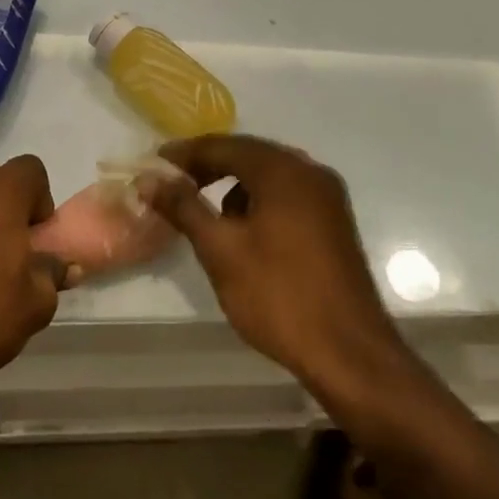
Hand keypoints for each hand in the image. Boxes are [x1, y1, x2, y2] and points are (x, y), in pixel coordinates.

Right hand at [145, 135, 401, 389]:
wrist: (349, 353)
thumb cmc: (278, 295)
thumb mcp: (220, 250)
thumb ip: (184, 207)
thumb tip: (149, 179)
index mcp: (283, 171)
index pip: (224, 146)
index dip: (185, 154)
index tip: (153, 165)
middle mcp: (310, 173)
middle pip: (249, 155)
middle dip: (208, 167)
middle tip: (172, 184)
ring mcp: (328, 198)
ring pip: (269, 177)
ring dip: (234, 186)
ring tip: (205, 212)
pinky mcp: (334, 223)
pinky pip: (287, 196)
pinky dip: (259, 202)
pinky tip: (244, 232)